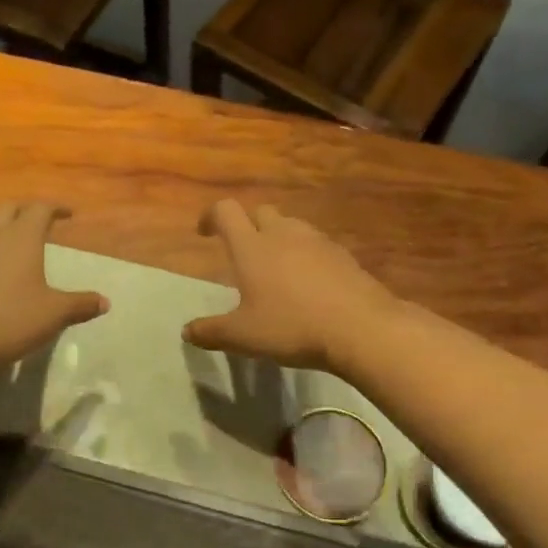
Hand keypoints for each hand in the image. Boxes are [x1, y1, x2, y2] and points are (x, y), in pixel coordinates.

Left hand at [0, 201, 108, 376]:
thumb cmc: (10, 322)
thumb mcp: (53, 315)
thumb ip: (80, 304)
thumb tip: (105, 302)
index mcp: (20, 238)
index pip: (39, 208)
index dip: (55, 207)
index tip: (68, 213)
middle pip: (6, 208)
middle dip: (24, 209)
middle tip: (38, 220)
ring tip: (7, 238)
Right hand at [183, 201, 401, 372]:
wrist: (361, 328)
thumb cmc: (292, 326)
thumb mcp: (243, 336)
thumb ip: (211, 332)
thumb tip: (187, 331)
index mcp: (252, 246)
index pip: (225, 211)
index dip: (211, 217)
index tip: (204, 233)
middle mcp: (283, 234)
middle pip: (260, 212)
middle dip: (247, 226)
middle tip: (242, 253)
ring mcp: (317, 241)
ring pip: (290, 226)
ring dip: (278, 238)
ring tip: (275, 269)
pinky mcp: (342, 255)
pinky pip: (316, 245)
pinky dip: (305, 255)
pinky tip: (308, 284)